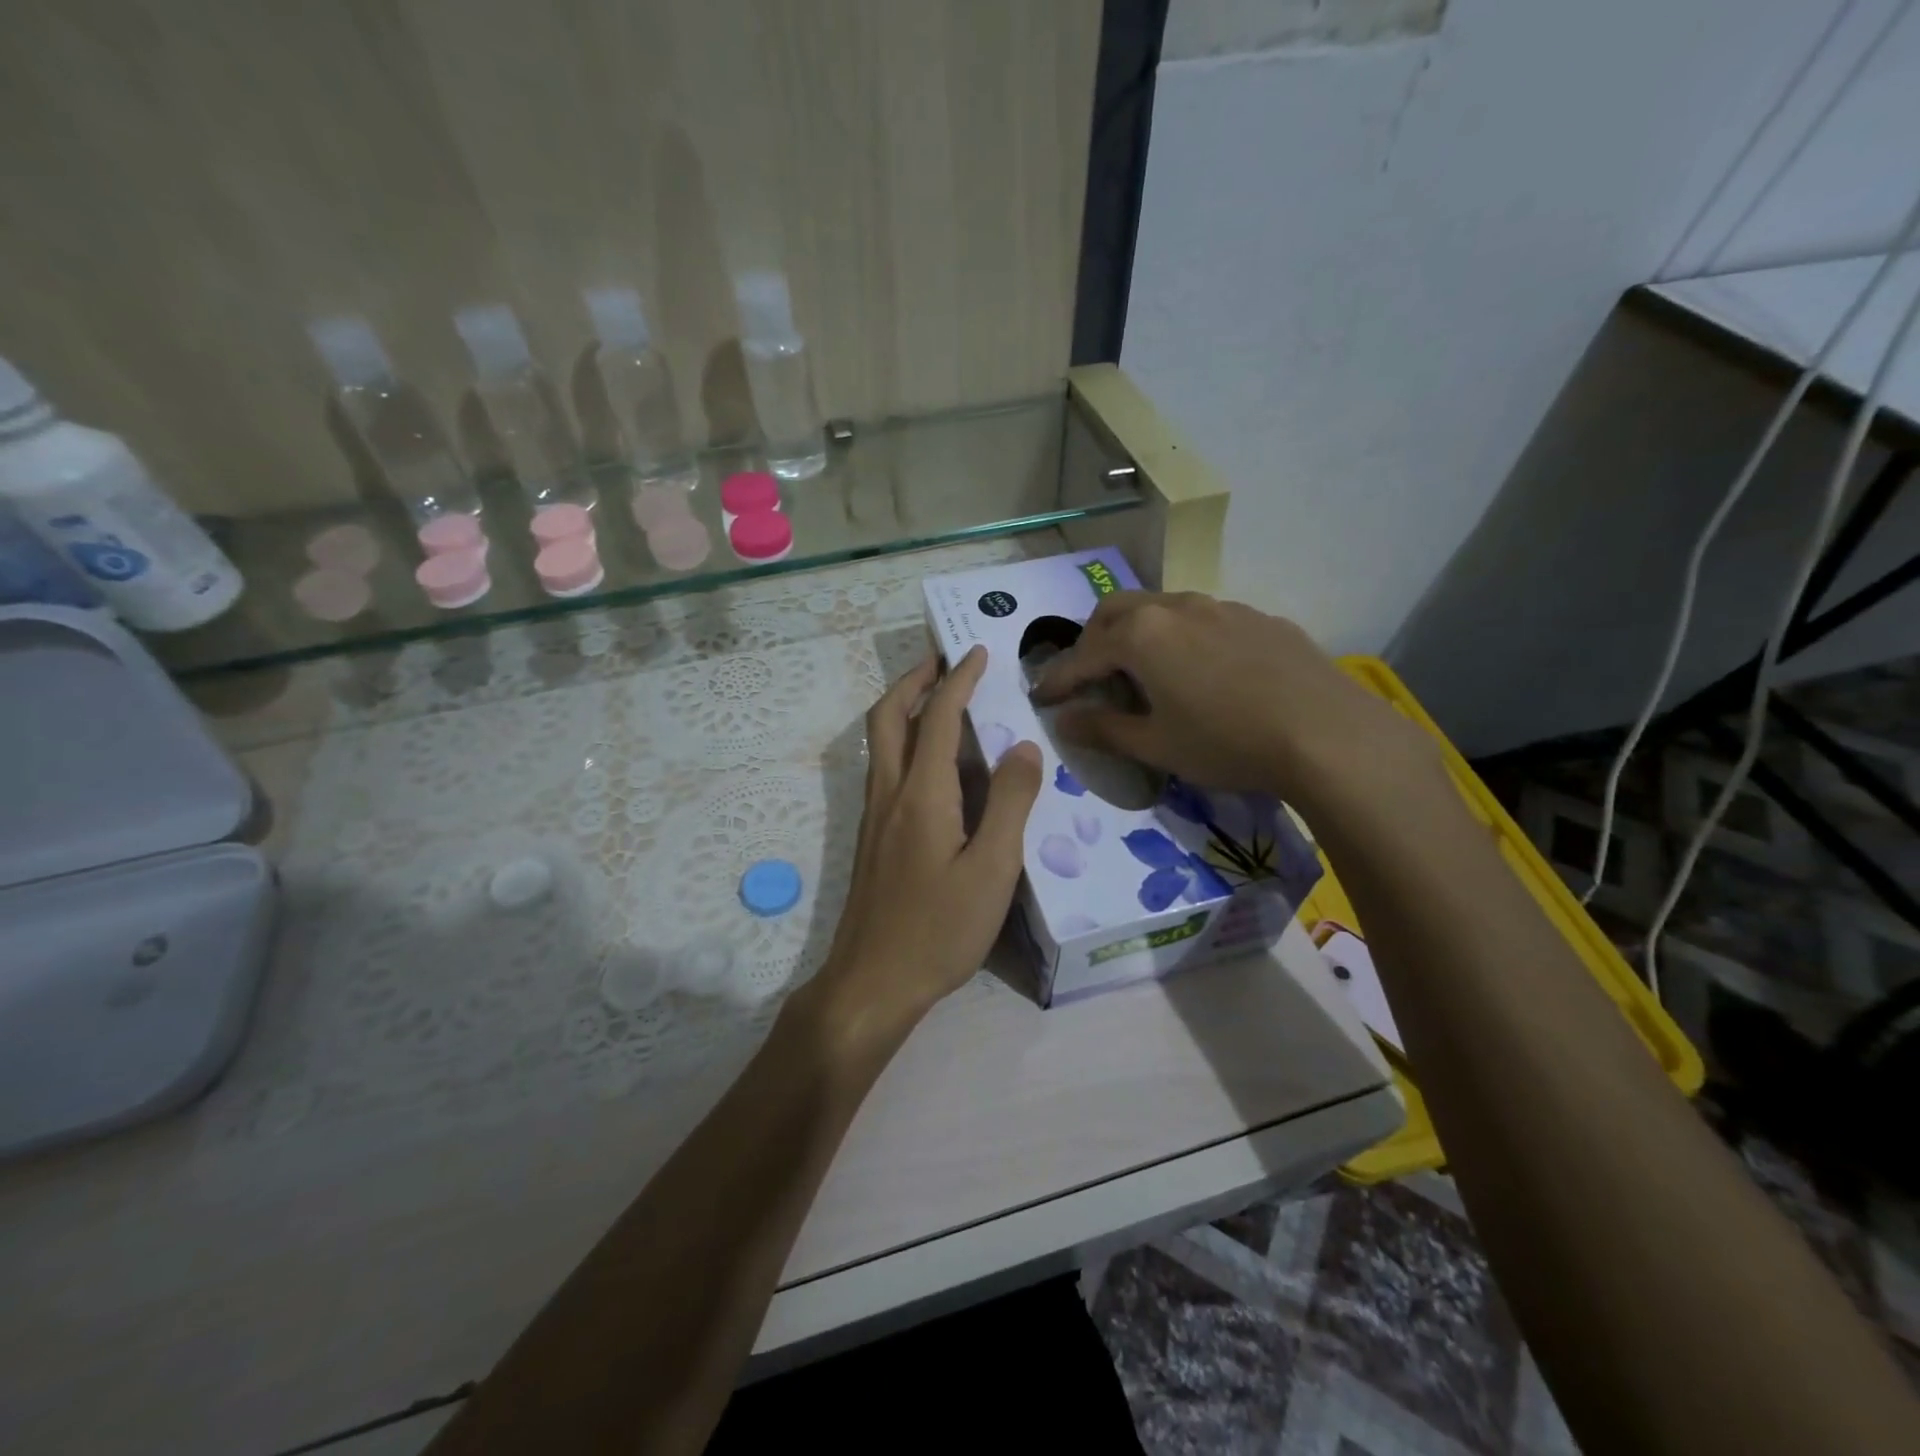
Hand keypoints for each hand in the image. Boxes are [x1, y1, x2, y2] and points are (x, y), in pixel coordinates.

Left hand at [805, 647, 1042, 1051]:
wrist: (872, 981)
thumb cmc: (938, 930)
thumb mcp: (992, 870)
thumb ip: (1011, 804)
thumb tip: (1022, 746)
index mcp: (922, 794)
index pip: (938, 717)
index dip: (959, 679)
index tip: (977, 652)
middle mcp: (889, 793)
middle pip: (888, 716)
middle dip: (915, 680)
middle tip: (944, 662)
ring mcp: (874, 816)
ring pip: (881, 742)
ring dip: (905, 708)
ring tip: (941, 700)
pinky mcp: (872, 838)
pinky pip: (885, 769)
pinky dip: (905, 741)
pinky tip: (934, 764)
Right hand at [1032, 591, 1433, 815]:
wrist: (1328, 734)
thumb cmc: (1227, 743)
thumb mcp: (1157, 746)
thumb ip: (1104, 729)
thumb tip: (1063, 720)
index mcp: (1141, 636)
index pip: (1081, 656)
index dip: (1057, 679)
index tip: (1040, 697)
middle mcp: (1175, 608)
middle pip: (1115, 612)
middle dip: (1092, 641)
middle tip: (1089, 676)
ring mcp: (1221, 607)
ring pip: (1161, 608)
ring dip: (1137, 633)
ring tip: (1143, 670)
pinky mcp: (1258, 617)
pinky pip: (1203, 619)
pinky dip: (1181, 637)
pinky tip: (1201, 670)